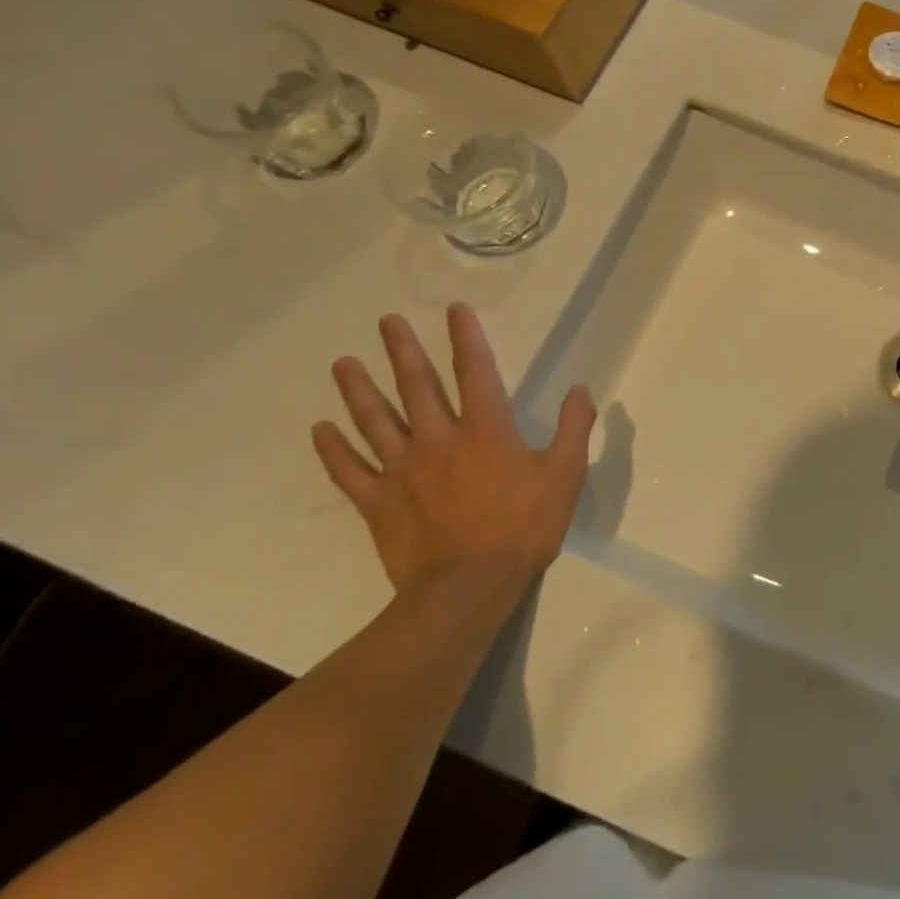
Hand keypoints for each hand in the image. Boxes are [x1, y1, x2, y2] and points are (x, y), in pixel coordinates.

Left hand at [312, 304, 594, 598]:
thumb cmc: (523, 526)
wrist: (467, 589)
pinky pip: (350, 471)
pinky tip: (320, 430)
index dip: (466, 337)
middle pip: (417, 386)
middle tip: (387, 321)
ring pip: (376, 421)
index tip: (455, 310)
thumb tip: (579, 389)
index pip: (475, 370)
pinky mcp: (379, 503)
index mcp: (486, 429)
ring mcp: (403, 471)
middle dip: (403, 350)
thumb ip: (573, 427)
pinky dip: (333, 449)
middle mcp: (439, 439)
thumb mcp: (565, 473)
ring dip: (359, 390)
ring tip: (343, 363)